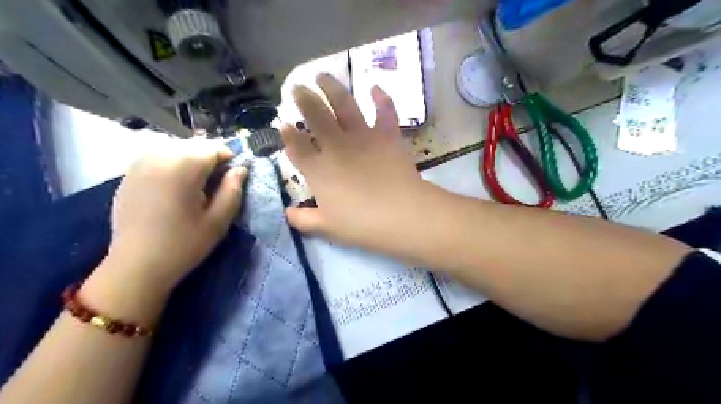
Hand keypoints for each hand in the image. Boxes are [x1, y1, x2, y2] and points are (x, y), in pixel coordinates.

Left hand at [100, 138, 248, 292]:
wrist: (136, 266)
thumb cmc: (184, 244)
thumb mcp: (219, 220)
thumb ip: (233, 190)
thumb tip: (240, 169)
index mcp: (183, 167)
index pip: (214, 148)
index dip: (229, 161)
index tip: (233, 179)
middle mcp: (158, 157)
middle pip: (194, 146)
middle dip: (210, 160)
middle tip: (215, 185)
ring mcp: (139, 164)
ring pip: (175, 149)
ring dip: (191, 160)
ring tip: (195, 186)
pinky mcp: (128, 175)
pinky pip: (157, 158)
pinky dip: (172, 165)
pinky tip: (173, 188)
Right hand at [280, 73, 432, 249]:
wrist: (402, 214)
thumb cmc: (362, 225)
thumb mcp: (327, 228)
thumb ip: (303, 220)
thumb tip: (287, 214)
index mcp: (318, 170)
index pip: (296, 147)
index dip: (287, 135)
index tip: (283, 124)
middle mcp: (336, 147)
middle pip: (315, 116)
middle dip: (303, 99)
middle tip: (297, 87)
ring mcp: (362, 137)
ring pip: (343, 105)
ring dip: (331, 87)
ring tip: (322, 75)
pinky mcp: (387, 136)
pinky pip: (384, 112)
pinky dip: (382, 98)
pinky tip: (376, 87)